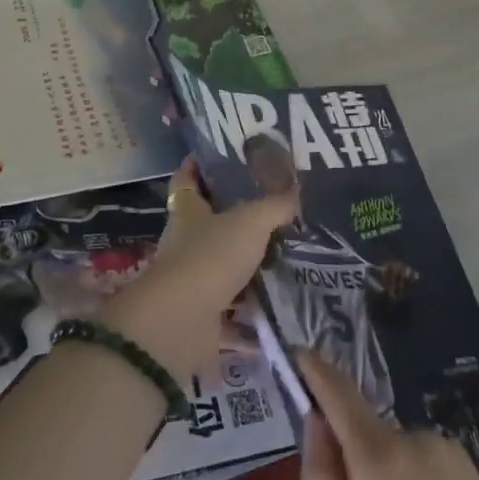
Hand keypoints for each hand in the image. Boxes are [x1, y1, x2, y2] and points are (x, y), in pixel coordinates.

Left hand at [101, 159, 296, 383]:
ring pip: (220, 266)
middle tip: (269, 209)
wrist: (182, 323)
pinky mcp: (201, 316)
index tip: (213, 156)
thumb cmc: (211, 256)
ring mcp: (191, 280)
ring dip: (244, 265)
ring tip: (283, 255)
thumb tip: (296, 191)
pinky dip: (251, 312)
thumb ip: (274, 206)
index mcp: (187, 212)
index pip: (186, 180)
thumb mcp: (250, 222)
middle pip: (205, 223)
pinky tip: (279, 306)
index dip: (196, 167)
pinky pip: (231, 310)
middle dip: (232, 218)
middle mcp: (184, 243)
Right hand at [297, 351, 478, 479]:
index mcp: (380, 457)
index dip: (313, 369)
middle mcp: (416, 438)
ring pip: (397, 454)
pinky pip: (426, 466)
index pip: (337, 391)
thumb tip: (314, 422)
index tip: (294, 354)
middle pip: (366, 432)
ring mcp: (450, 452)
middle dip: (354, 465)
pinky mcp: (475, 472)